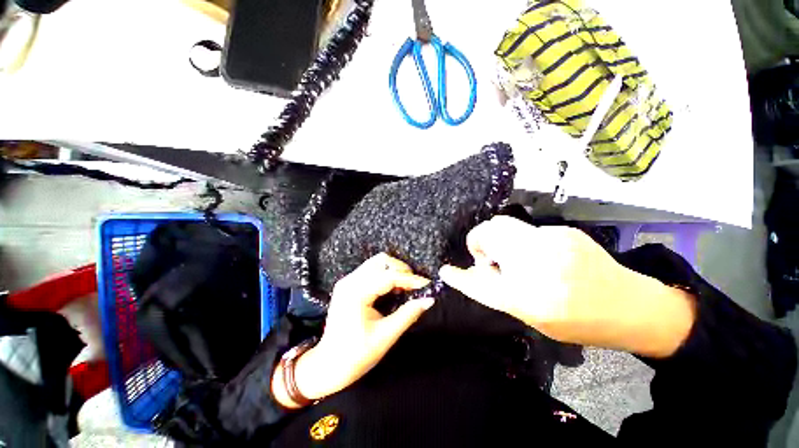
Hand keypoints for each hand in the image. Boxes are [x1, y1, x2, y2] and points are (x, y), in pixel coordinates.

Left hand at [274, 253, 433, 407]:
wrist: (328, 366)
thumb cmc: (356, 355)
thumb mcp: (385, 336)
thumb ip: (408, 314)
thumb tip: (429, 300)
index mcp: (356, 293)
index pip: (389, 276)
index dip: (411, 279)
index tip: (427, 284)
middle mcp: (350, 281)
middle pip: (381, 261)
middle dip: (402, 270)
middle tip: (415, 286)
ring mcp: (347, 281)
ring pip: (376, 263)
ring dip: (394, 270)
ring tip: (406, 286)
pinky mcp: (349, 285)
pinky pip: (371, 270)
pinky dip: (386, 274)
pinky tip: (393, 287)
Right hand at [439, 216, 695, 357]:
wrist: (633, 306)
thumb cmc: (581, 321)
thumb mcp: (534, 316)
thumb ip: (500, 292)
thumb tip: (476, 271)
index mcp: (531, 298)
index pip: (480, 284)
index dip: (460, 277)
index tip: (446, 270)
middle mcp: (539, 265)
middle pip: (489, 233)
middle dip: (480, 242)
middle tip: (490, 258)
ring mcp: (553, 242)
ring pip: (503, 225)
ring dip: (498, 240)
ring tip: (514, 257)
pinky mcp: (563, 232)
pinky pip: (525, 230)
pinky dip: (520, 241)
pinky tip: (538, 255)